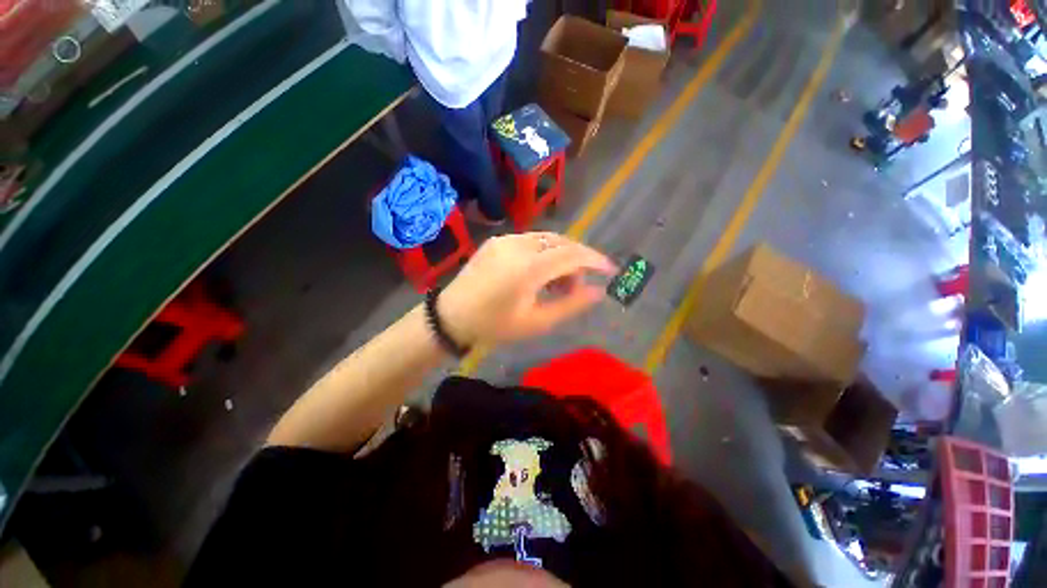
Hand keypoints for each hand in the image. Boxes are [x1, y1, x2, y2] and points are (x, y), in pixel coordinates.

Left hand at [438, 233, 616, 345]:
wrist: (451, 316)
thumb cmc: (494, 325)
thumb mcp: (536, 322)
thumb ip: (570, 305)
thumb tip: (598, 292)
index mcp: (529, 267)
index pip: (573, 255)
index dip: (595, 260)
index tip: (610, 270)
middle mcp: (518, 245)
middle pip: (562, 243)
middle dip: (578, 261)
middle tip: (577, 287)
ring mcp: (505, 239)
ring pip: (547, 240)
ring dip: (560, 257)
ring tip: (557, 283)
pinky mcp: (497, 241)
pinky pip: (530, 241)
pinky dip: (543, 253)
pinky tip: (539, 273)